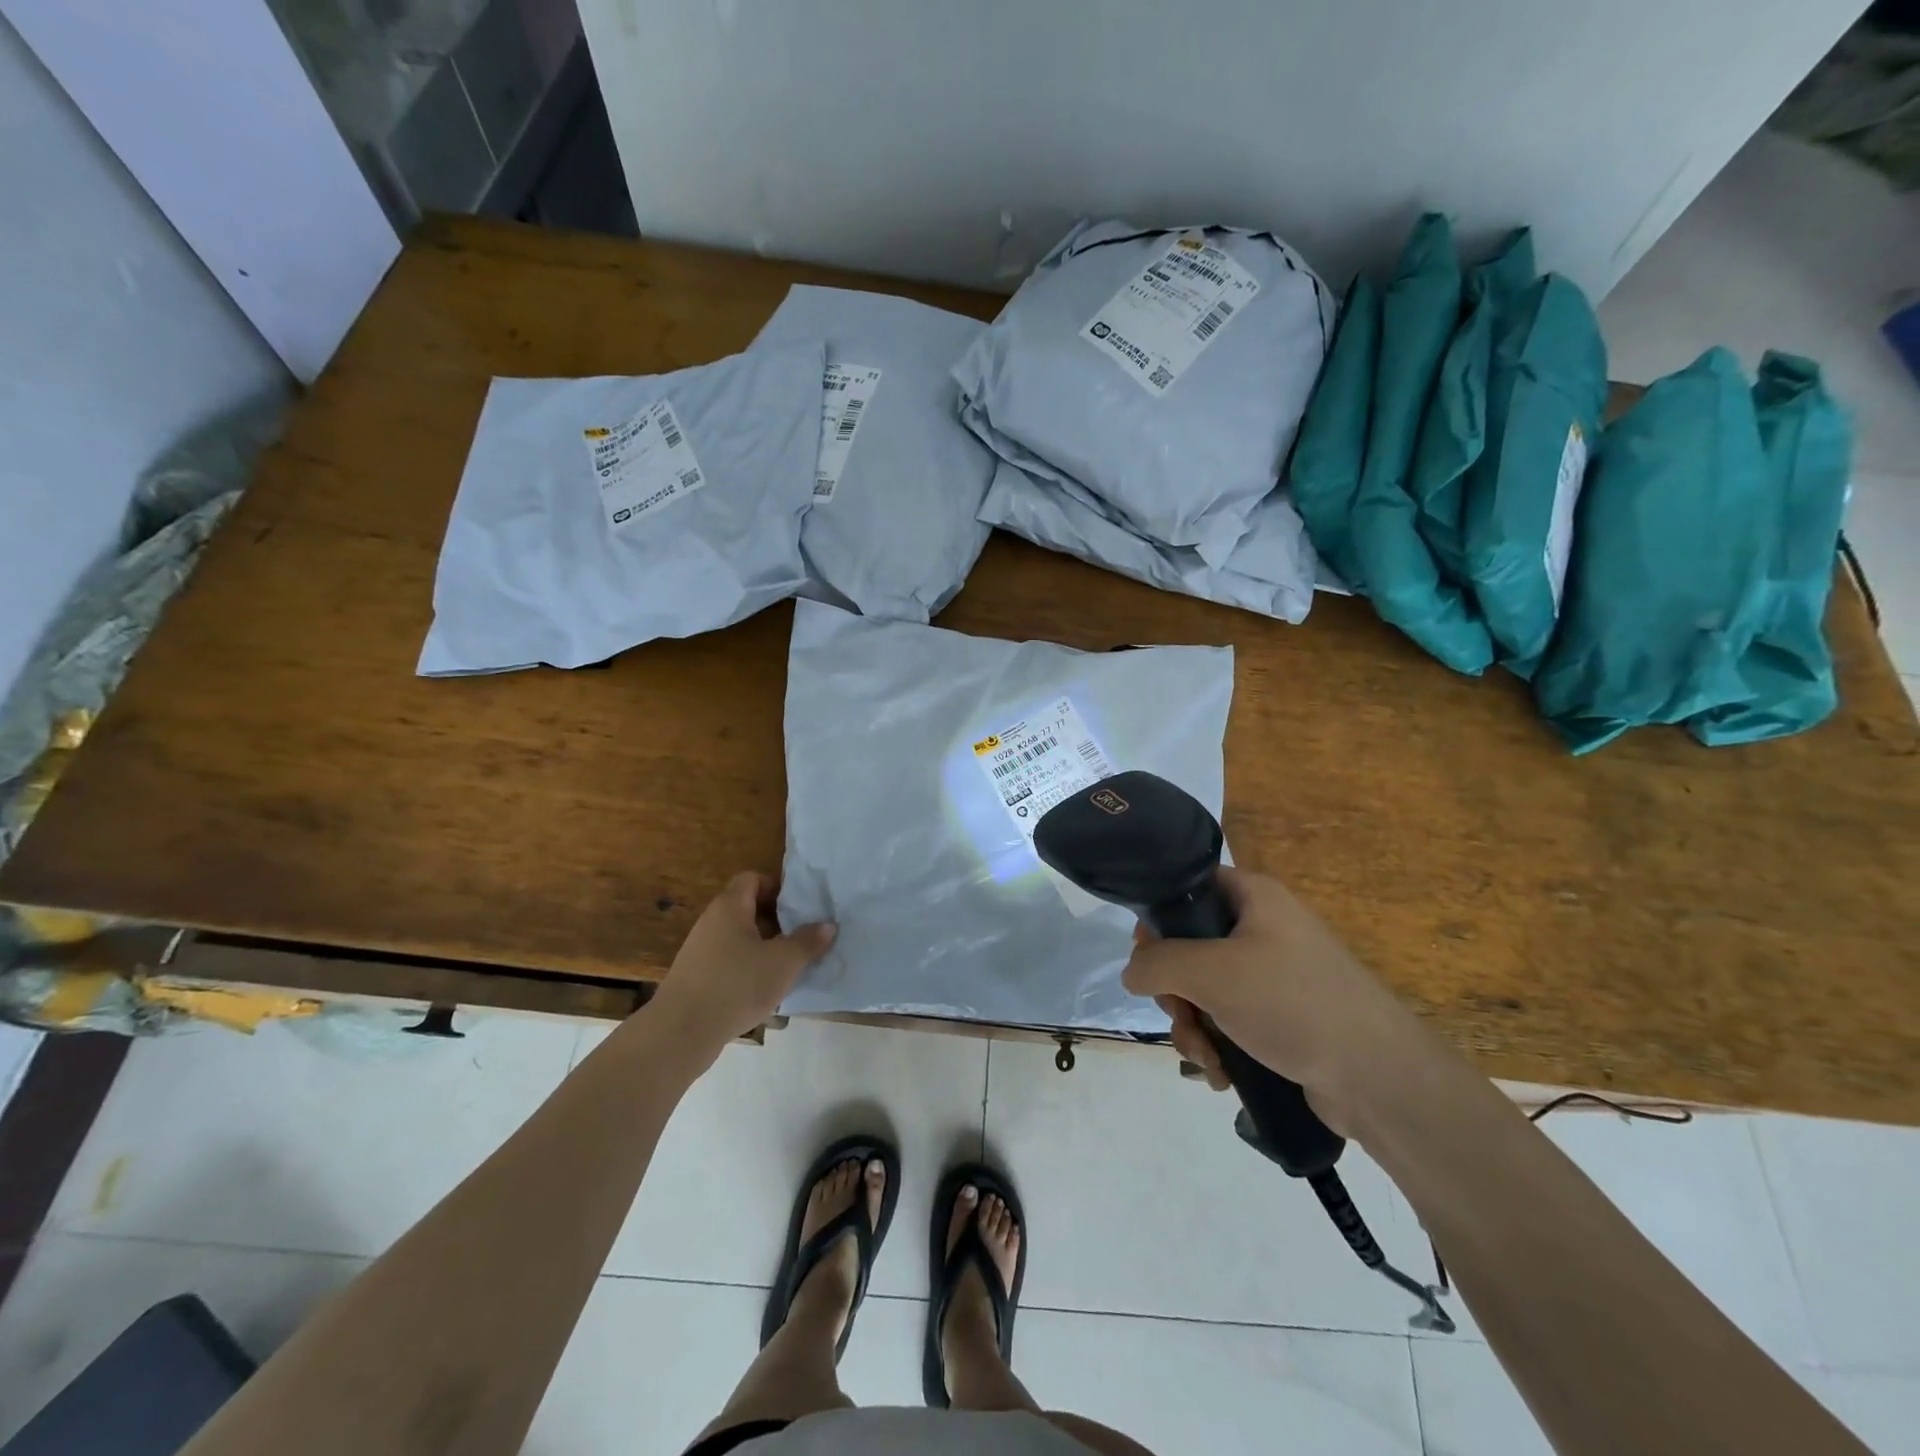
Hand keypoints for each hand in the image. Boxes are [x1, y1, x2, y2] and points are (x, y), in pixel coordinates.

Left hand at [648, 873, 835, 1051]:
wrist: (680, 1033)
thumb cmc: (736, 986)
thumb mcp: (783, 963)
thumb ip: (807, 941)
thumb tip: (828, 925)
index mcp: (730, 907)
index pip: (752, 879)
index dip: (777, 887)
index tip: (800, 908)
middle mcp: (712, 922)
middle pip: (747, 908)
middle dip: (776, 920)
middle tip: (801, 936)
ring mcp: (700, 950)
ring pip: (739, 937)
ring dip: (764, 947)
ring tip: (788, 965)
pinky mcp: (696, 977)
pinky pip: (728, 960)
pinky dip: (747, 968)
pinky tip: (763, 989)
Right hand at [1121, 868, 1418, 1132]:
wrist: (1379, 1078)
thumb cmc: (1291, 1003)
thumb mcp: (1211, 972)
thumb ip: (1157, 962)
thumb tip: (1131, 972)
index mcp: (1254, 897)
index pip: (1188, 888)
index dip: (1159, 920)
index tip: (1148, 959)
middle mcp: (1264, 928)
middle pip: (1191, 947)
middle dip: (1176, 992)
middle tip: (1181, 1017)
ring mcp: (1275, 975)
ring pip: (1206, 991)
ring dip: (1194, 1027)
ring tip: (1206, 1058)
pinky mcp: (1284, 1017)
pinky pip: (1231, 1021)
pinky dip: (1219, 1045)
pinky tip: (1222, 1074)